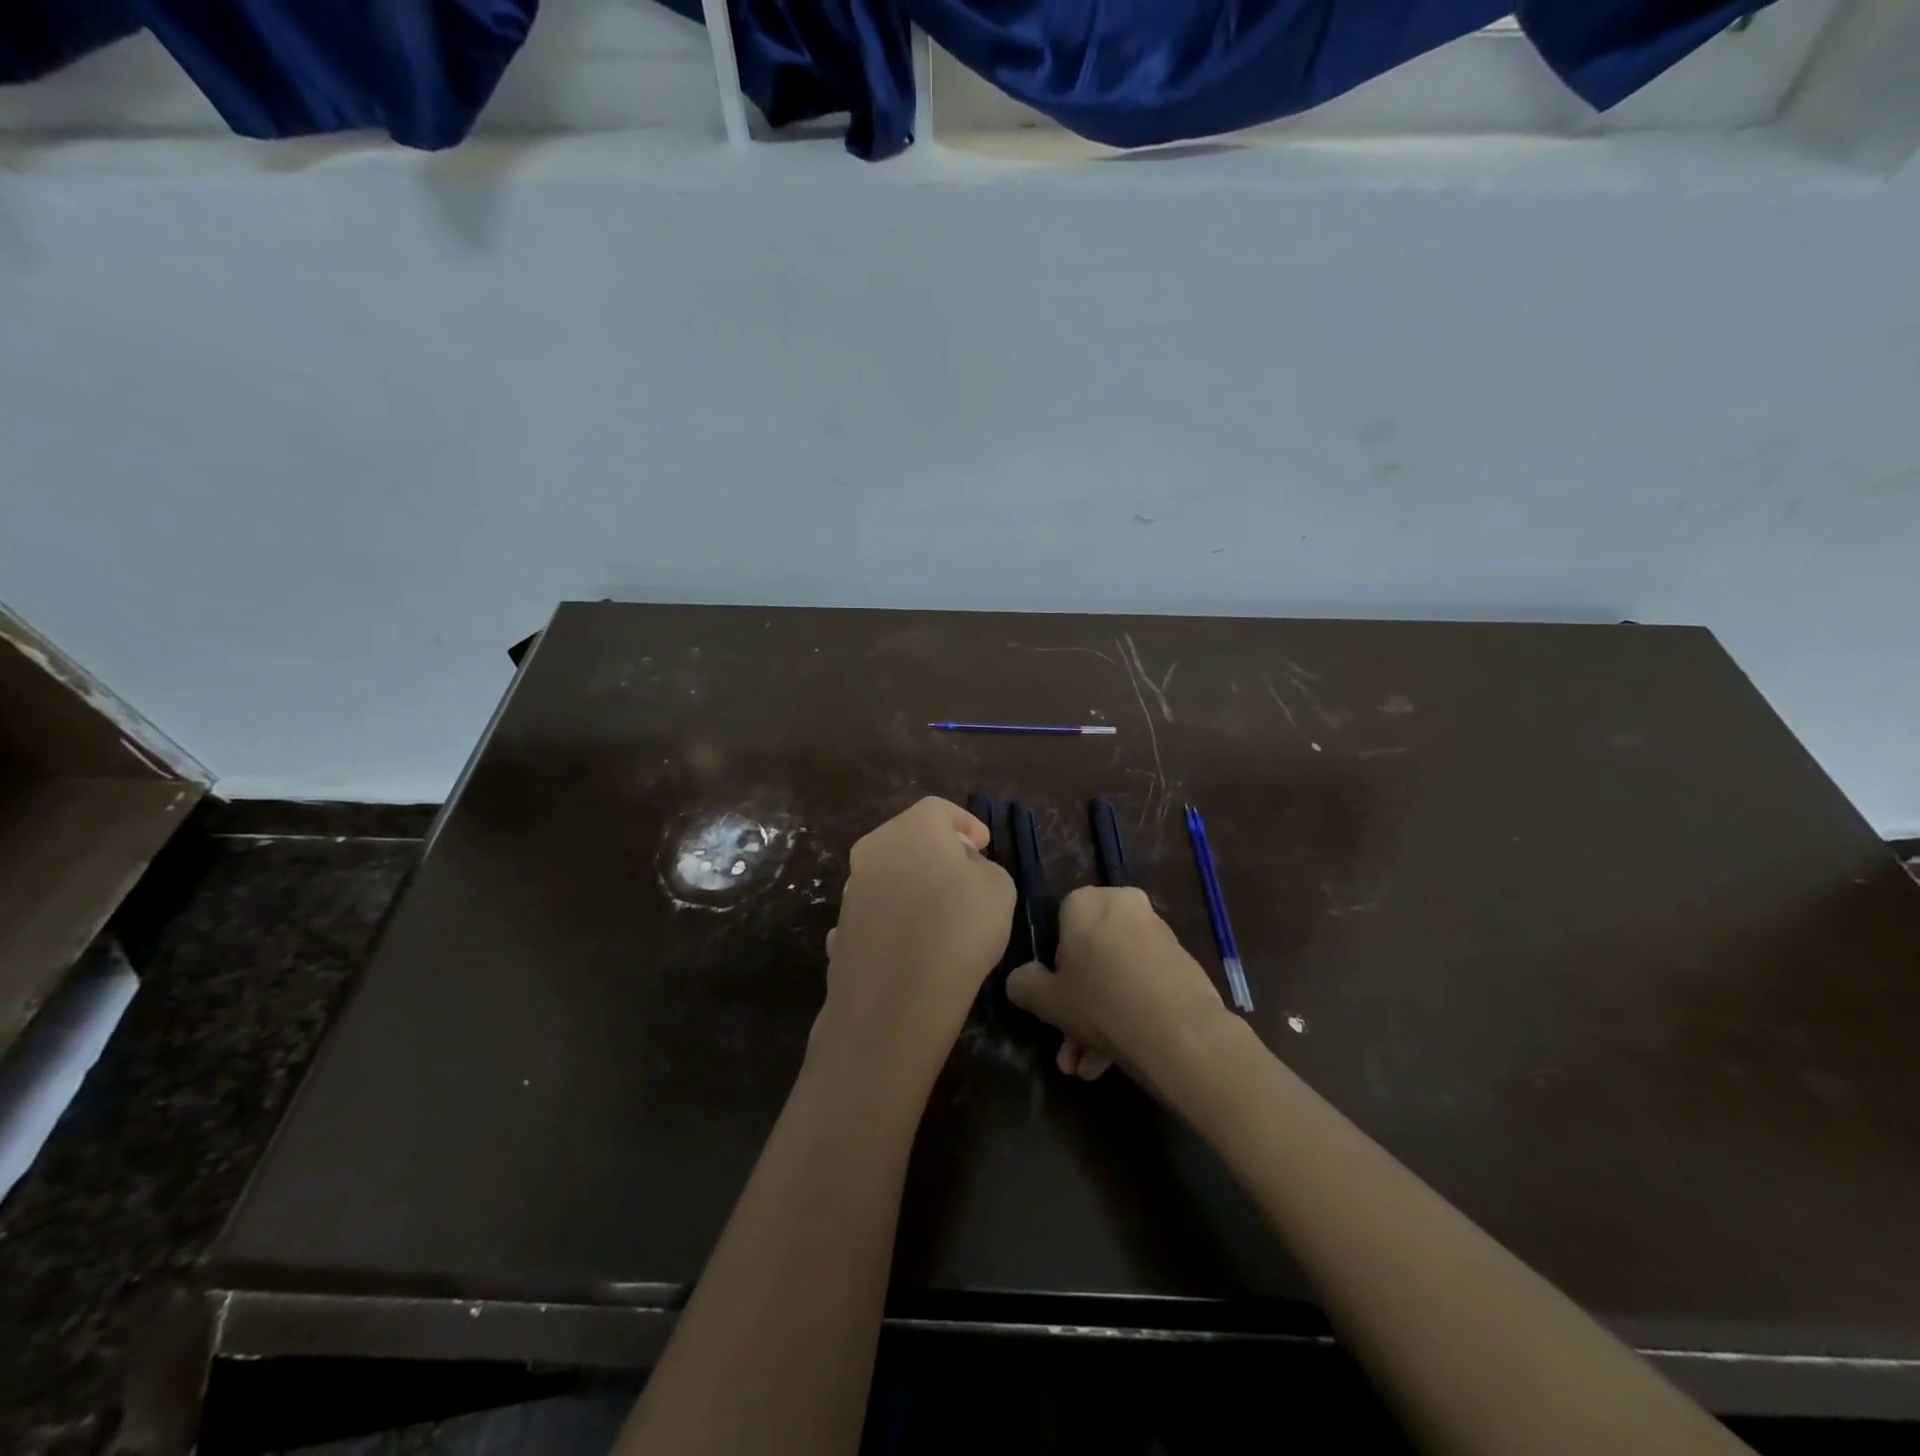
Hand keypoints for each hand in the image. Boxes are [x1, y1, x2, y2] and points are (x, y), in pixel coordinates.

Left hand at [815, 797, 1014, 1088]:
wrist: (895, 1000)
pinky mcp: (841, 929)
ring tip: (940, 914)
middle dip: (938, 851)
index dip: (965, 823)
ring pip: (889, 874)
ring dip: (913, 884)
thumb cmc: (959, 929)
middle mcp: (872, 849)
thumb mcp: (999, 888)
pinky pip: (876, 913)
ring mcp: (850, 891)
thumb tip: (962, 869)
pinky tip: (911, 944)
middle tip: (965, 874)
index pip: (939, 808)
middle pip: (909, 838)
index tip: (984, 845)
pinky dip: (894, 919)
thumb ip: (982, 867)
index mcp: (911, 828)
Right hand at [1006, 887, 1233, 1093]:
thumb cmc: (1101, 1003)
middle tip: (1070, 1047)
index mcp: (1087, 901)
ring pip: (1116, 975)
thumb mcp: (1046, 999)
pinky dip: (1128, 1013)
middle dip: (1077, 1007)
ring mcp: (1157, 933)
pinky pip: (1143, 983)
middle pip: (1091, 956)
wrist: (1179, 1033)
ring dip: (1099, 1020)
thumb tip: (1021, 979)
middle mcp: (1124, 905)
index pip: (1060, 924)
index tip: (1055, 1000)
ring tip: (1090, 1068)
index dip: (1054, 967)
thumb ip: (1024, 984)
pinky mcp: (1182, 962)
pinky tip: (1114, 1060)